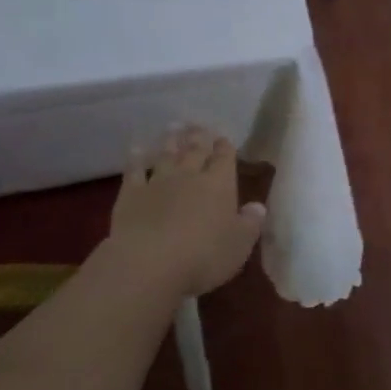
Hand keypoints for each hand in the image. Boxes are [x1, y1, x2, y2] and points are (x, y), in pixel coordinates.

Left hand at [108, 126, 265, 297]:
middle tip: (199, 126)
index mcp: (219, 185)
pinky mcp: (131, 194)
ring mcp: (158, 182)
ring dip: (171, 141)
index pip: (224, 158)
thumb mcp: (238, 246)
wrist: (148, 263)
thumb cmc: (202, 257)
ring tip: (174, 128)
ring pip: (166, 155)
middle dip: (199, 137)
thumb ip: (250, 224)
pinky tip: (136, 150)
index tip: (223, 139)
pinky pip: (134, 171)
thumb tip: (259, 206)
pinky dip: (136, 159)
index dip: (225, 148)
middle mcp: (189, 176)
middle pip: (195, 150)